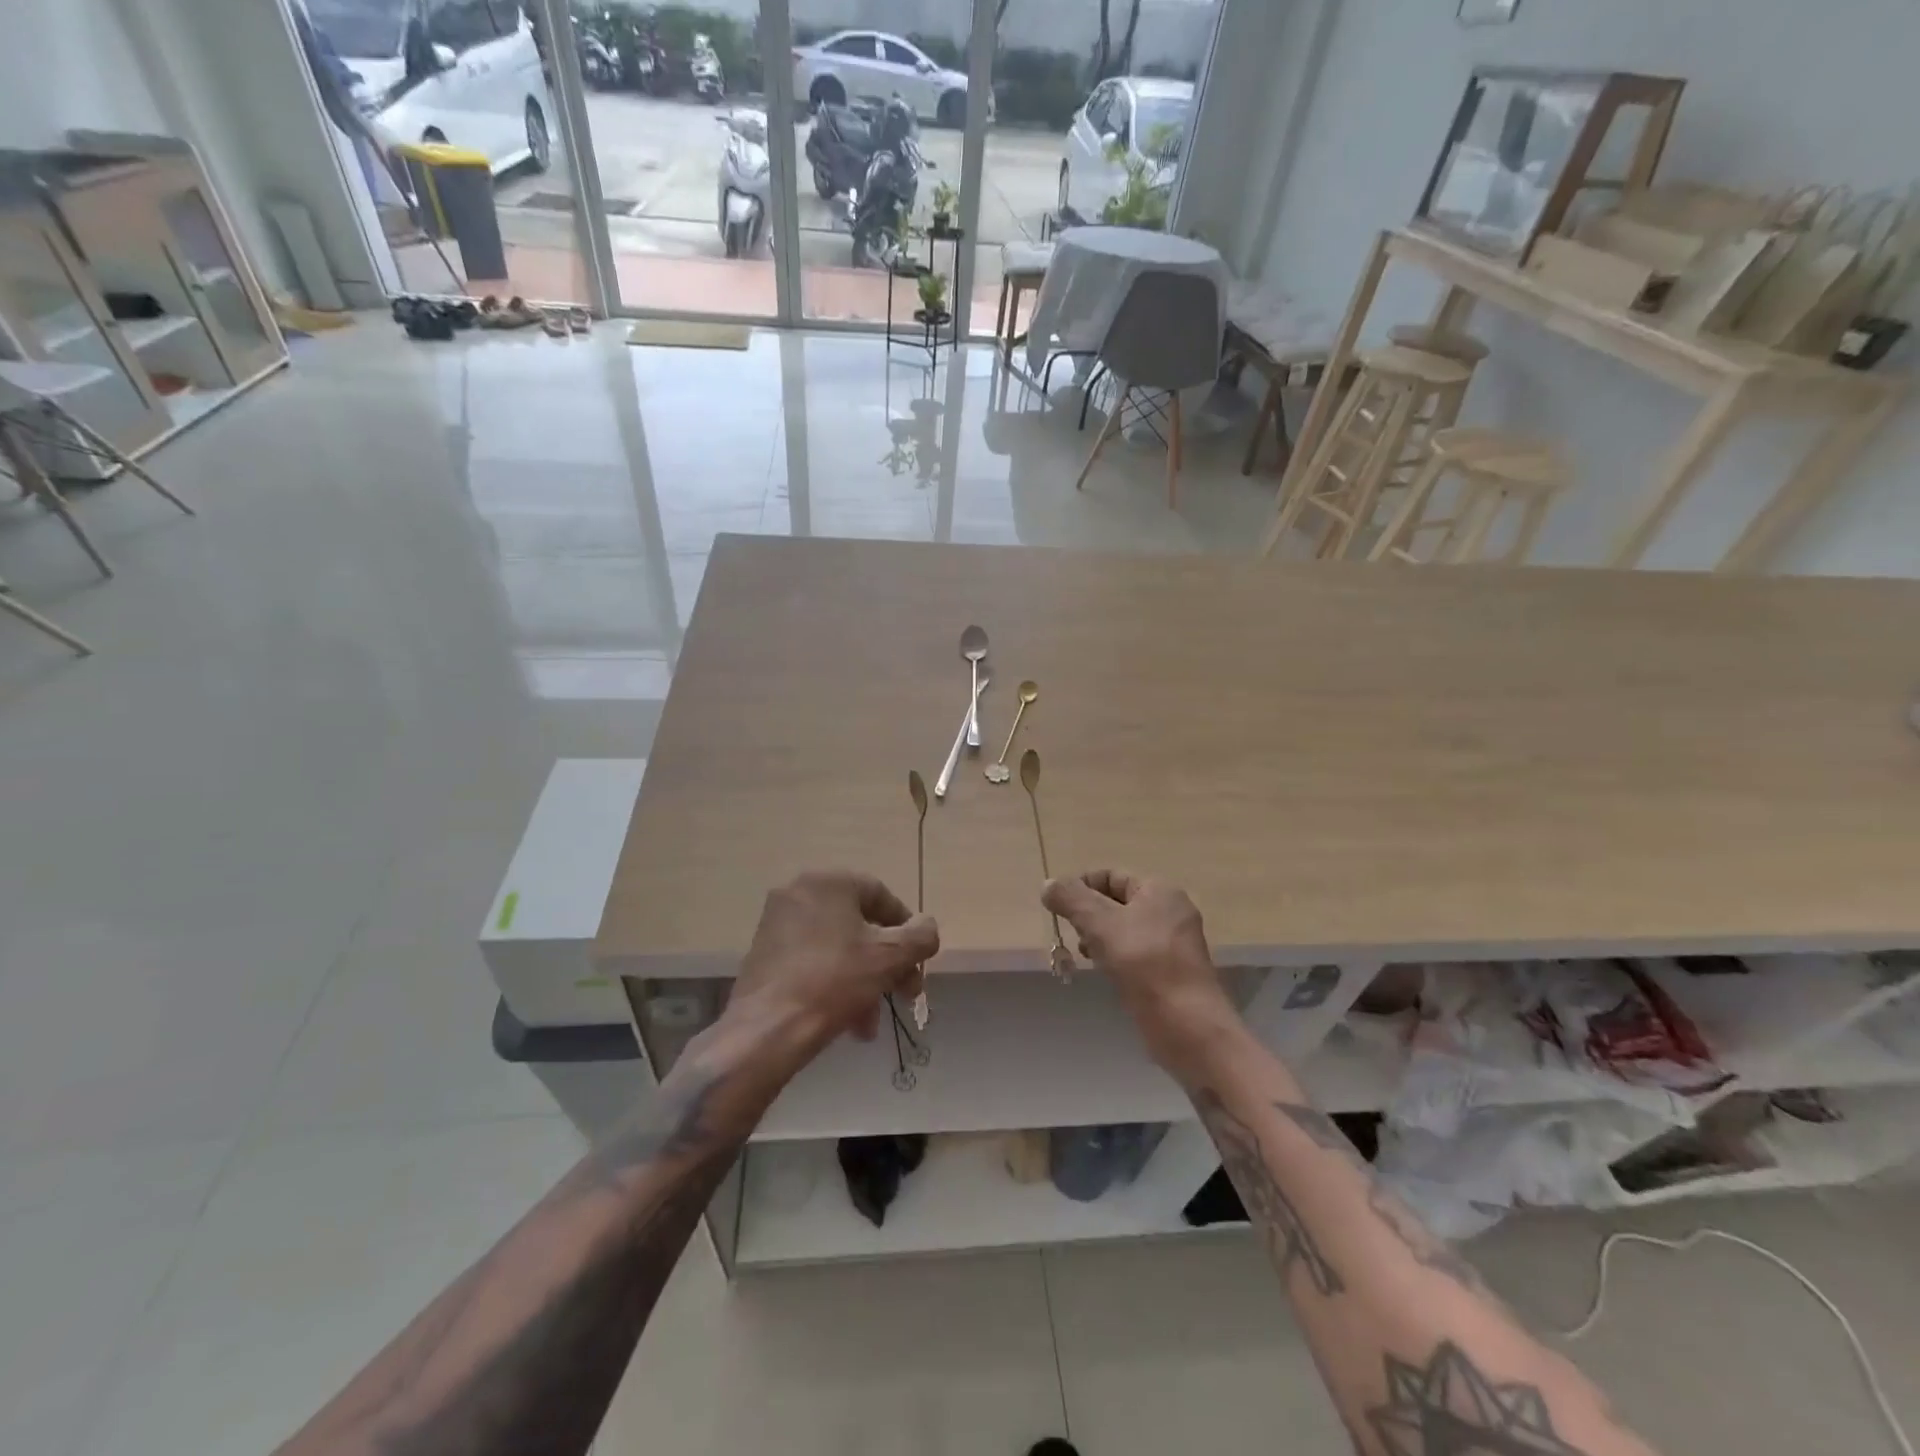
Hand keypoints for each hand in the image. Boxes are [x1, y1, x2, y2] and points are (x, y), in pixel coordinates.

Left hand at [726, 871, 938, 1065]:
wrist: (767, 1030)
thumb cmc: (834, 981)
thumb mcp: (890, 957)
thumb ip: (920, 936)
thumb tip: (926, 928)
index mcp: (828, 882)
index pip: (881, 896)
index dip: (908, 930)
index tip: (918, 962)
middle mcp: (799, 893)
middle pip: (859, 925)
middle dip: (887, 964)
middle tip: (904, 994)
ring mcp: (777, 924)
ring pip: (838, 948)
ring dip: (864, 981)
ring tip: (871, 1022)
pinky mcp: (764, 954)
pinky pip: (812, 961)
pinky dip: (834, 984)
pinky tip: (847, 1021)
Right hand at [1042, 871, 1240, 1076]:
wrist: (1187, 1025)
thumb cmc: (1144, 964)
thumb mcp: (1100, 924)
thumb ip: (1071, 899)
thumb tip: (1048, 885)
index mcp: (1159, 891)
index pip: (1110, 876)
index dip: (1080, 887)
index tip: (1057, 909)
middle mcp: (1171, 911)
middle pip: (1117, 903)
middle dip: (1088, 916)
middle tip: (1070, 934)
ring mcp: (1174, 944)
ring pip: (1124, 930)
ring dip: (1099, 938)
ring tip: (1084, 956)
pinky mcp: (1171, 972)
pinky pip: (1135, 954)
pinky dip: (1115, 958)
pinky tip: (1104, 973)